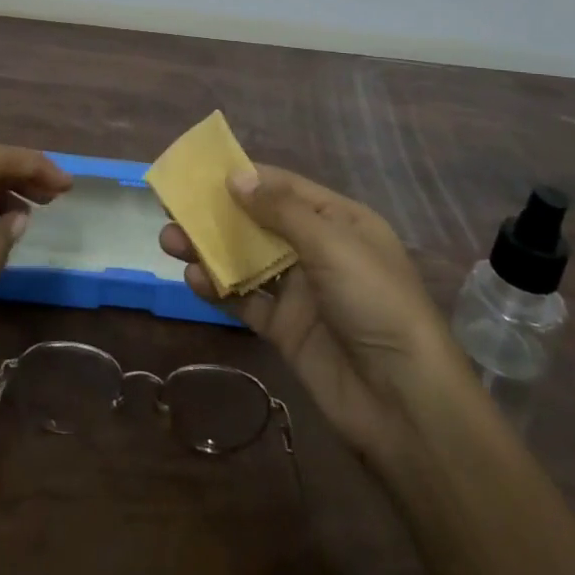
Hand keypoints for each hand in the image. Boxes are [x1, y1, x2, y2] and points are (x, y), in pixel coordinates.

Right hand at [160, 163, 470, 465]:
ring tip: (169, 241)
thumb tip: (236, 176)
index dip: (244, 178)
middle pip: (258, 224)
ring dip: (209, 250)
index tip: (201, 172)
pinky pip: (246, 301)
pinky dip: (219, 290)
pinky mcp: (286, 330)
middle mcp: (318, 251)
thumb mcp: (332, 244)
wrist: (404, 402)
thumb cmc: (375, 302)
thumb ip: (280, 210)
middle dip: (217, 215)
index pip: (284, 188)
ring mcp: (301, 292)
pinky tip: (193, 281)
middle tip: (172, 208)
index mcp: (339, 221)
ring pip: (246, 261)